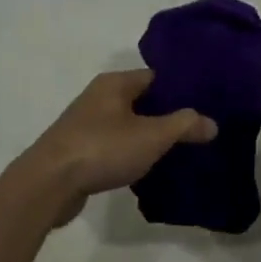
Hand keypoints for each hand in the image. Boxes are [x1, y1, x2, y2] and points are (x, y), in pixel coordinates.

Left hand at [11, 69, 216, 226]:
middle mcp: (99, 97)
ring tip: (180, 151)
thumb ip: (184, 125)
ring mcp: (86, 124)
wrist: (48, 184)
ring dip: (149, 137)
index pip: (157, 77)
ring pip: (128, 125)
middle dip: (168, 115)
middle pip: (143, 101)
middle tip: (198, 131)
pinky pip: (114, 146)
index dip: (182, 89)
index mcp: (115, 83)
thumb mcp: (152, 136)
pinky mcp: (79, 150)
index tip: (206, 104)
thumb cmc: (102, 149)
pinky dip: (131, 154)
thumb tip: (211, 123)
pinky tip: (148, 169)